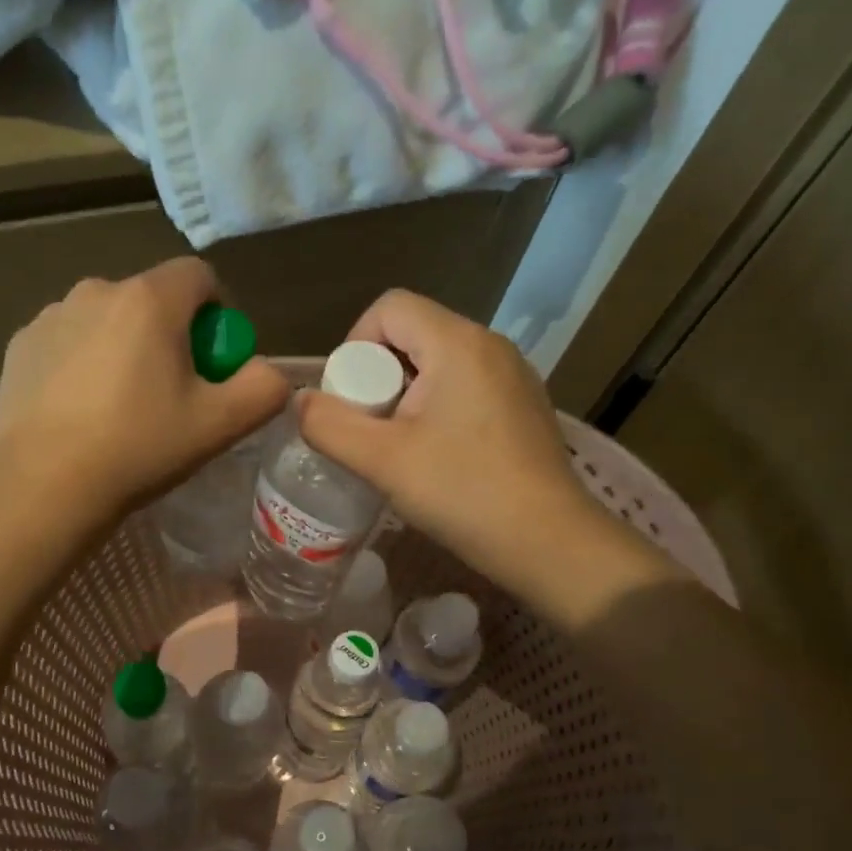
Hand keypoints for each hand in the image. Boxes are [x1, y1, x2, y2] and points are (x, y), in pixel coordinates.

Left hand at [0, 257, 290, 519]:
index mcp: (149, 300)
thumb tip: (269, 372)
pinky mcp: (20, 344)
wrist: (45, 486)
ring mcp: (51, 315)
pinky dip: (84, 362)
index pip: (200, 276)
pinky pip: (70, 340)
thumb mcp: (220, 425)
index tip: (215, 362)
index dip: (219, 314)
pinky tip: (81, 410)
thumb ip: (264, 388)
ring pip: (109, 320)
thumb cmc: (139, 448)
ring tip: (122, 406)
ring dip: (126, 347)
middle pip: (153, 299)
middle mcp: (97, 290)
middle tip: (173, 394)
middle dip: (173, 336)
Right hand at [299, 291, 671, 602]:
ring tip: (398, 448)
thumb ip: (329, 425)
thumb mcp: (382, 461)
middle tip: (369, 430)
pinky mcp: (524, 406)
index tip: (349, 398)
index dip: (355, 343)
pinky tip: (437, 457)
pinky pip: (466, 387)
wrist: (549, 543)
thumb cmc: (464, 494)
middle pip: (413, 334)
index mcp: (458, 343)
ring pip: (439, 363)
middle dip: (377, 375)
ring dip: (406, 396)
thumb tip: (301, 401)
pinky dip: (437, 409)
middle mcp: (490, 345)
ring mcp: (514, 376)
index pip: (390, 307)